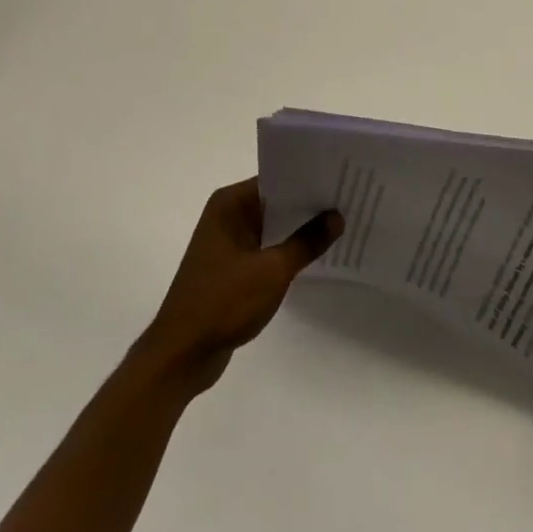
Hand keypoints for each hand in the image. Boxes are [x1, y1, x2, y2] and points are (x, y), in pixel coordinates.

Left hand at [137, 179, 341, 395]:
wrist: (182, 354)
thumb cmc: (224, 302)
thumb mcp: (272, 270)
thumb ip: (306, 241)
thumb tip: (337, 216)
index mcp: (230, 204)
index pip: (276, 179)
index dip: (309, 178)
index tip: (342, 177)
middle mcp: (227, 215)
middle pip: (275, 200)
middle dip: (309, 203)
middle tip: (349, 198)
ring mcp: (228, 242)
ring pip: (273, 225)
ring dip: (300, 228)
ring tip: (342, 222)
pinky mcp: (232, 267)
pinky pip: (266, 247)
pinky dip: (287, 249)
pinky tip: (316, 253)